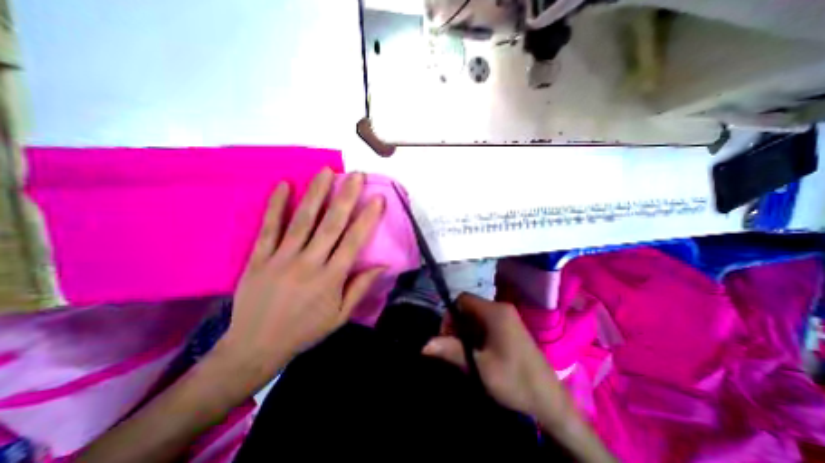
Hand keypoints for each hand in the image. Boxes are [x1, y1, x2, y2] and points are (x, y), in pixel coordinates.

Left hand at [218, 171, 386, 390]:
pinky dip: (276, 205)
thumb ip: (361, 287)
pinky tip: (284, 185)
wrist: (256, 346)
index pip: (354, 242)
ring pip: (302, 220)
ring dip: (316, 193)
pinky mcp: (259, 258)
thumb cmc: (305, 330)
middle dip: (346, 197)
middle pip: (331, 224)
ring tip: (326, 172)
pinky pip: (268, 227)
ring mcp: (281, 258)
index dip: (368, 218)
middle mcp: (309, 263)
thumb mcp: (340, 315)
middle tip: (356, 175)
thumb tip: (383, 265)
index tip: (378, 198)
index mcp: (331, 278)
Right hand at [426, 294, 560, 418]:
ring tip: (466, 353)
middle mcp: (501, 308)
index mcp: (495, 311)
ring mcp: (508, 317)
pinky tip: (479, 352)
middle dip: (457, 324)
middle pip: (469, 307)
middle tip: (455, 347)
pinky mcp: (512, 327)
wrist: (550, 401)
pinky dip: (477, 333)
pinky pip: (487, 322)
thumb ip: (451, 350)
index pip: (462, 299)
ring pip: (477, 315)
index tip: (447, 336)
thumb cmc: (514, 380)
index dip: (450, 314)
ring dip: (467, 330)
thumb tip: (424, 345)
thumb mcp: (479, 366)